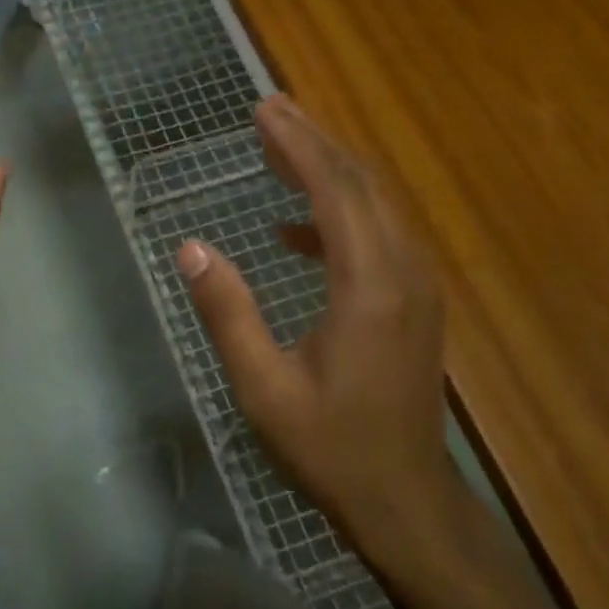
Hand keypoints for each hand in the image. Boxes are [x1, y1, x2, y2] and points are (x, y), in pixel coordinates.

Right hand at [179, 95, 480, 578]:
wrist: (402, 497)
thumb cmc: (329, 445)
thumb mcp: (263, 386)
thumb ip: (228, 313)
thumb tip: (191, 249)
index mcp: (369, 288)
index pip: (335, 193)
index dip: (298, 146)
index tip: (263, 111)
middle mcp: (404, 273)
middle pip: (363, 185)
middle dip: (315, 143)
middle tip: (270, 111)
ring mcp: (417, 287)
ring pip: (376, 206)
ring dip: (329, 173)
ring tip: (277, 152)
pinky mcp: (415, 303)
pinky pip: (379, 237)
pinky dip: (337, 218)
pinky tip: (294, 231)